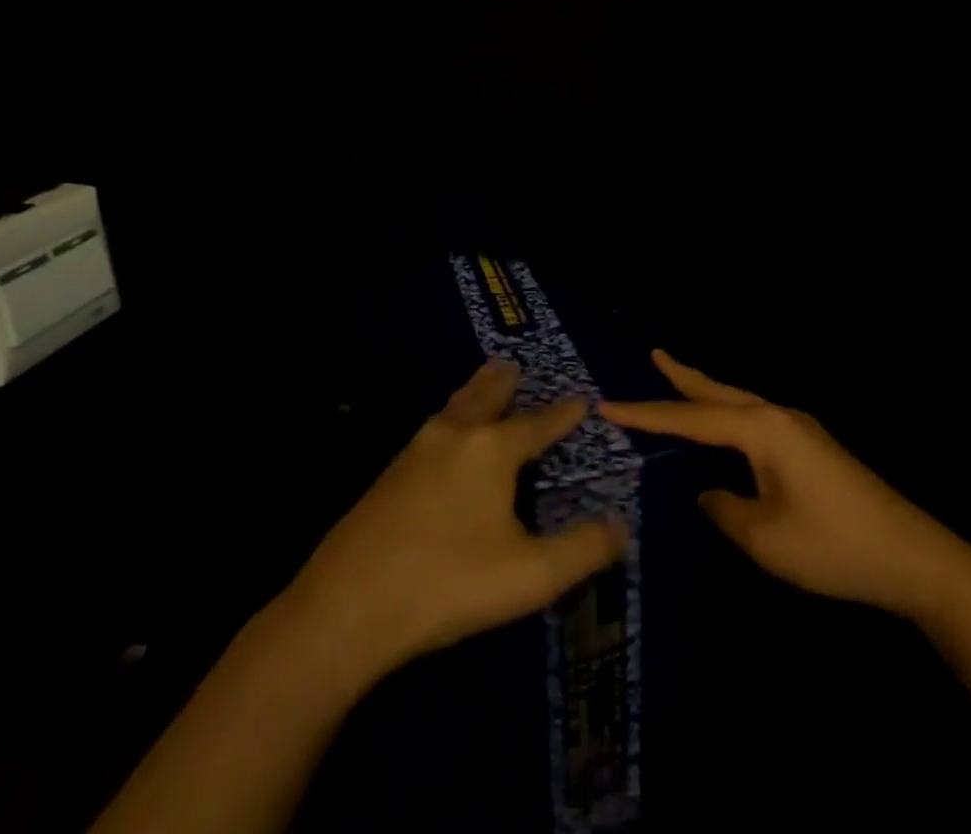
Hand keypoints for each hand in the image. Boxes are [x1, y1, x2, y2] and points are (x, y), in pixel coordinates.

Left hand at [284, 359, 628, 681]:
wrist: (349, 604)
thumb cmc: (450, 583)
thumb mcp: (530, 575)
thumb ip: (582, 550)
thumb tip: (621, 528)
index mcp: (492, 450)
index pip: (538, 424)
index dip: (563, 414)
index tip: (581, 399)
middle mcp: (455, 436)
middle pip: (485, 397)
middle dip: (504, 383)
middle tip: (513, 366)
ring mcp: (416, 451)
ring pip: (453, 408)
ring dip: (472, 393)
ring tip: (481, 383)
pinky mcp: (389, 474)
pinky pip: (431, 429)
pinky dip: (448, 417)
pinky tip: (441, 436)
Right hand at [602, 350, 970, 619]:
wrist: (917, 559)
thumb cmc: (835, 547)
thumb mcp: (766, 538)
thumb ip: (725, 510)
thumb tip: (709, 492)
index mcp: (762, 429)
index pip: (690, 419)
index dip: (646, 414)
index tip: (607, 406)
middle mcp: (778, 416)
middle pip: (718, 392)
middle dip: (682, 377)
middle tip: (653, 355)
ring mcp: (799, 429)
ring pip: (738, 402)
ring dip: (706, 393)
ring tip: (678, 381)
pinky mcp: (812, 446)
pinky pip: (755, 419)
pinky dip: (728, 413)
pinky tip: (726, 428)